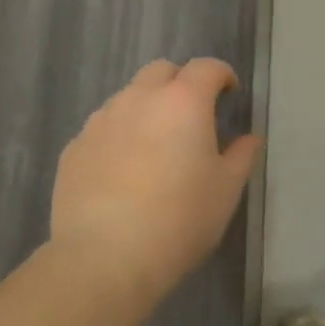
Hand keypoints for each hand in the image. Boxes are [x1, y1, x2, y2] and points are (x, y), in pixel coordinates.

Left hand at [52, 59, 262, 305]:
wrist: (104, 257)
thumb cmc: (179, 220)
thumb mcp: (225, 191)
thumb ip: (241, 156)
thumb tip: (250, 138)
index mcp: (183, 101)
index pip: (206, 67)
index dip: (221, 74)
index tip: (229, 92)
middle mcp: (139, 98)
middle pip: (161, 71)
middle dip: (180, 82)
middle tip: (191, 114)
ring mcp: (101, 120)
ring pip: (128, 97)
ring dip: (146, 108)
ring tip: (154, 146)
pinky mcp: (74, 146)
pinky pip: (103, 128)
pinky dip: (118, 136)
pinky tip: (121, 172)